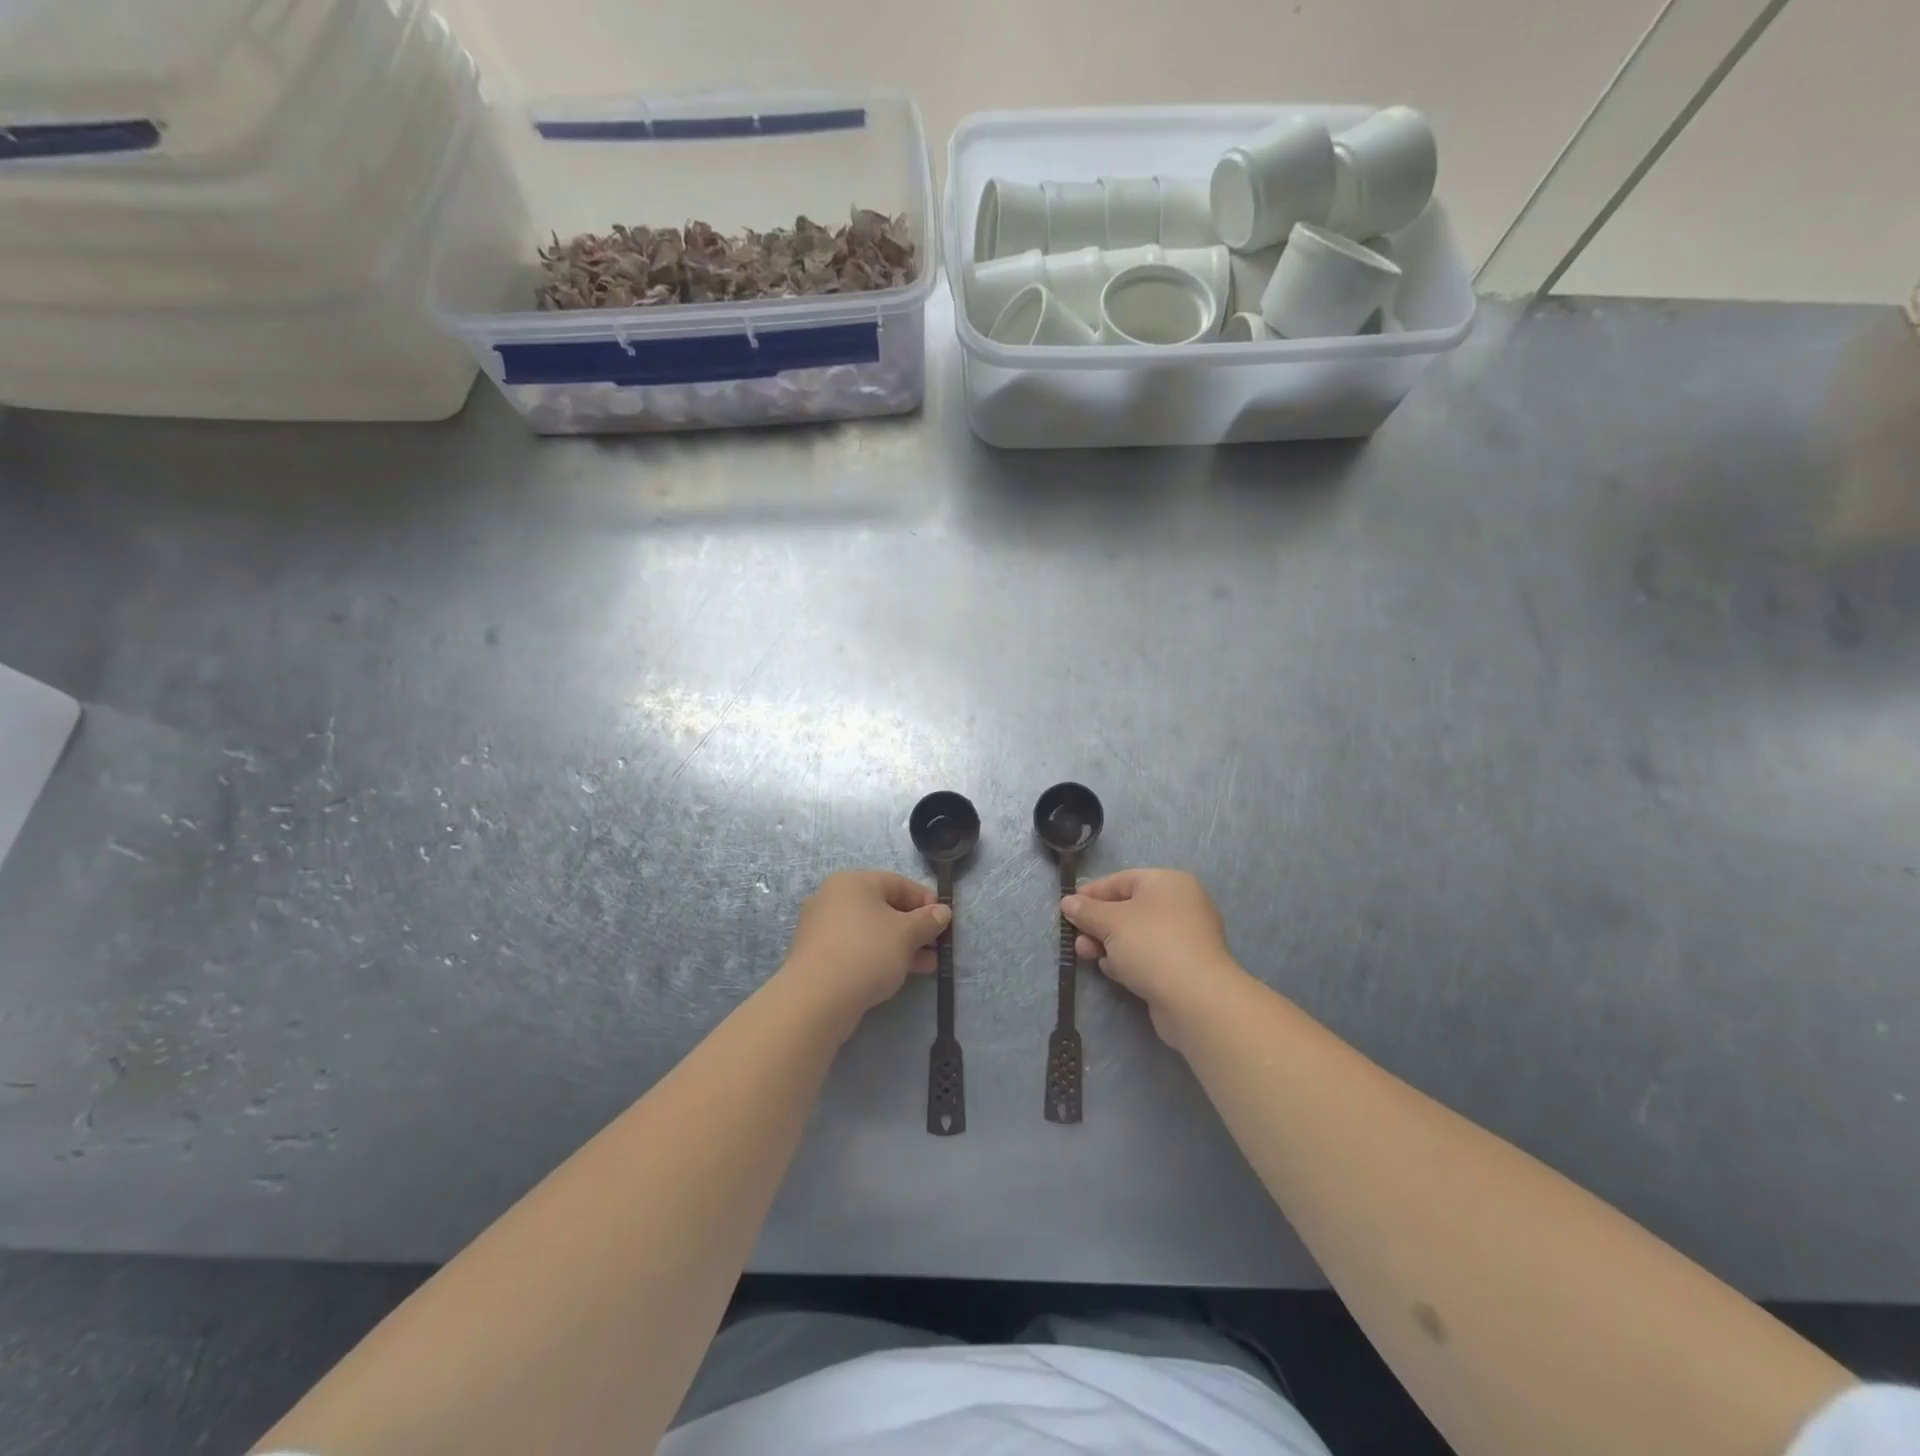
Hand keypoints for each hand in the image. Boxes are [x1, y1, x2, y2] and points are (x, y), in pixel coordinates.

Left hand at [782, 870, 950, 1017]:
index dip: (925, 900)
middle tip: (937, 946)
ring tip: (926, 965)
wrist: (817, 998)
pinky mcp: (817, 955)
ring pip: (871, 930)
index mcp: (853, 882)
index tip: (944, 920)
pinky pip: (856, 948)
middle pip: (884, 907)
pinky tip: (898, 973)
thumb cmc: (867, 952)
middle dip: (914, 927)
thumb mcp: (906, 934)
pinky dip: (879, 956)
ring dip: (901, 945)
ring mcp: (821, 927)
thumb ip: (928, 920)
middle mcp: (833, 898)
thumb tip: (943, 911)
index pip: (898, 883)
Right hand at [1061, 869, 1247, 1044]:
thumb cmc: (1151, 945)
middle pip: (1128, 908)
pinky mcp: (1184, 967)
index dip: (1091, 893)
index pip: (1121, 880)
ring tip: (1087, 956)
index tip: (1067, 907)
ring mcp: (1185, 938)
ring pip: (1136, 935)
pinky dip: (1129, 961)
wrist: (1196, 999)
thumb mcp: (1110, 921)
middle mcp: (1181, 905)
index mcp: (1168, 882)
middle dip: (1098, 923)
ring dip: (1109, 944)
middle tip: (1076, 938)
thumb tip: (1068, 902)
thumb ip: (1086, 910)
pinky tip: (1114, 972)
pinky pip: (1149, 956)